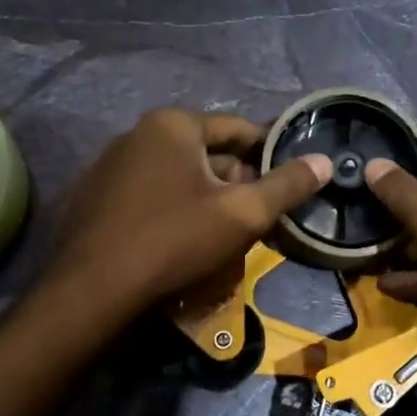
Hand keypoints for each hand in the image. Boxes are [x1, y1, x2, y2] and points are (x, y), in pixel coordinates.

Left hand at [46, 109, 329, 312]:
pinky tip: (180, 240)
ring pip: (176, 175)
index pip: (238, 129)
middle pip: (206, 152)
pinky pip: (148, 193)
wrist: (92, 291)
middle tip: (260, 214)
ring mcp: (109, 164)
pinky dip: (172, 207)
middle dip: (236, 180)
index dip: (270, 152)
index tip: (291, 178)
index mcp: (172, 124)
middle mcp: (137, 133)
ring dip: (205, 196)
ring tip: (225, 231)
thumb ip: (287, 185)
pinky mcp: (93, 196)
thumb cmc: (174, 241)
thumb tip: (325, 161)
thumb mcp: (242, 214)